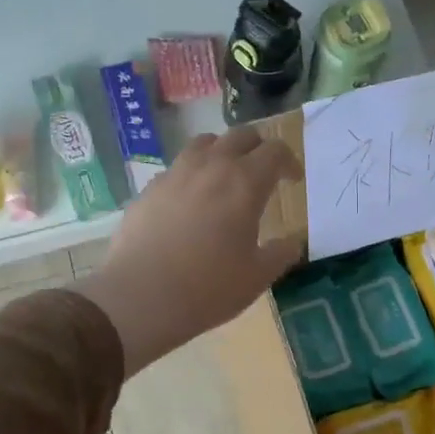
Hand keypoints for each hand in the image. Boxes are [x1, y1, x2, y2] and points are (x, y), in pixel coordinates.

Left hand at [78, 127, 303, 375]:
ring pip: (204, 143)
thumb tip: (292, 243)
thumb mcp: (258, 277)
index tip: (292, 180)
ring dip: (222, 152)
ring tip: (225, 176)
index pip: (275, 152)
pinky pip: (177, 168)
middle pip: (240, 136)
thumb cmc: (209, 287)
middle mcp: (210, 167)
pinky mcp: (149, 189)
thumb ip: (281, 253)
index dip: (289, 162)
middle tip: (263, 171)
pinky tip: (190, 201)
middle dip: (258, 148)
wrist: (141, 297)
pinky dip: (192, 174)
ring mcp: (175, 174)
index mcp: (244, 183)